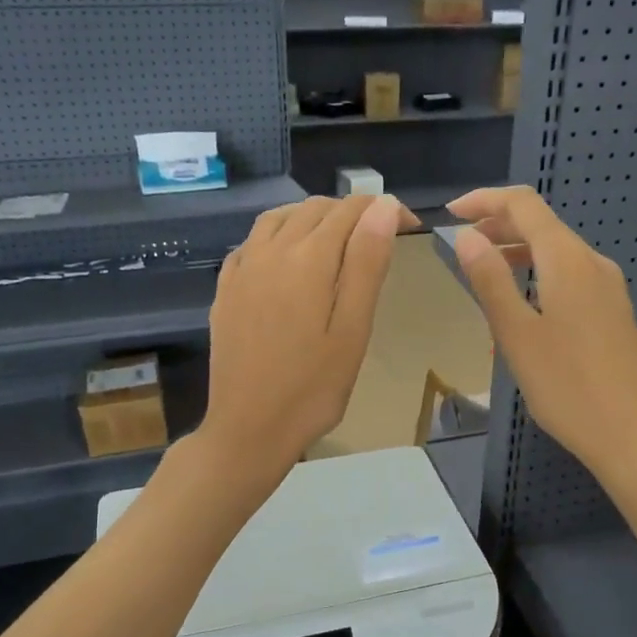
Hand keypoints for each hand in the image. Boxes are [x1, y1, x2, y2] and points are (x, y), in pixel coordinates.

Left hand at [198, 193, 410, 476]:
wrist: (249, 428)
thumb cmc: (313, 388)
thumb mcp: (352, 329)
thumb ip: (367, 264)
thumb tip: (383, 207)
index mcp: (308, 259)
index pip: (351, 211)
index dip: (384, 210)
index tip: (410, 227)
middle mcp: (270, 251)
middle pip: (314, 210)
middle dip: (351, 212)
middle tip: (379, 239)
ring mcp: (242, 269)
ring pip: (278, 218)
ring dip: (311, 218)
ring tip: (337, 241)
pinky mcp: (225, 290)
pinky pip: (251, 242)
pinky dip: (277, 235)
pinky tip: (287, 258)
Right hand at [448, 186, 636, 480]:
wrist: (629, 433)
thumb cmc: (565, 386)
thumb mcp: (516, 334)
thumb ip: (490, 280)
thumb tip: (466, 236)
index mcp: (568, 260)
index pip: (524, 205)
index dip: (485, 200)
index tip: (450, 213)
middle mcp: (593, 263)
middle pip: (543, 225)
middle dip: (499, 225)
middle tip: (461, 244)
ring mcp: (609, 288)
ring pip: (558, 252)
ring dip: (518, 251)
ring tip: (484, 271)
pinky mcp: (614, 312)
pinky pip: (571, 276)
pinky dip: (539, 273)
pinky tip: (523, 303)